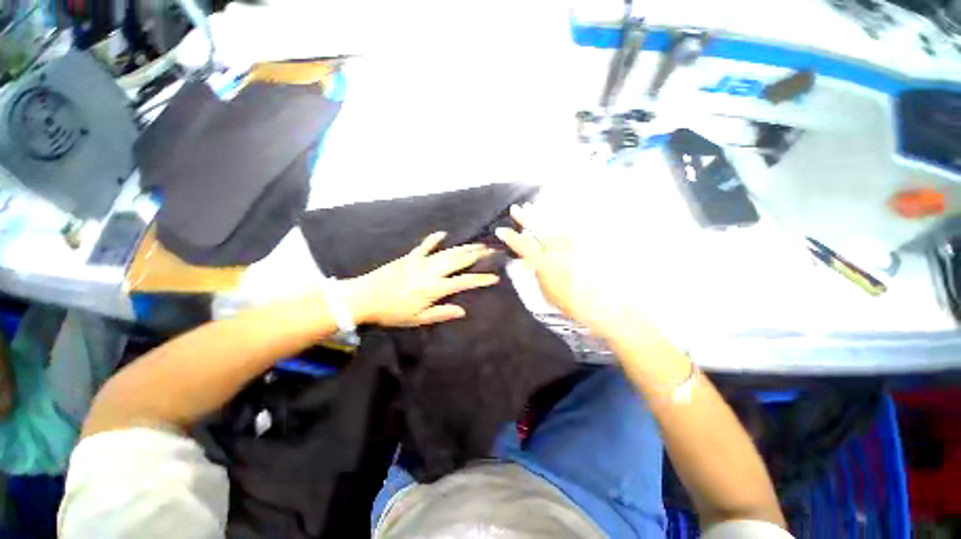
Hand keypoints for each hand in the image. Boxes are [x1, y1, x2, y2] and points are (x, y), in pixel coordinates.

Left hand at [344, 232, 499, 326]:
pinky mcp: (410, 257)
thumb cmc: (392, 312)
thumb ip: (441, 313)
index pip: (464, 281)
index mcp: (435, 288)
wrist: (364, 297)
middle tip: (492, 250)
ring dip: (465, 247)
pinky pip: (425, 245)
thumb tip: (463, 311)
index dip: (481, 279)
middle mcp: (432, 271)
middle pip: (460, 260)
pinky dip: (434, 239)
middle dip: (478, 255)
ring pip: (448, 251)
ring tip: (479, 243)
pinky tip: (443, 233)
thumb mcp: (417, 319)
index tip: (495, 277)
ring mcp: (421, 261)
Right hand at [495, 204, 631, 335]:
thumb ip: (538, 274)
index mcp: (543, 262)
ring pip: (552, 224)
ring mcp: (570, 243)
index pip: (522, 246)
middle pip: (536, 229)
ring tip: (532, 206)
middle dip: (524, 217)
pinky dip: (561, 218)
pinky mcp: (584, 242)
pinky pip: (570, 226)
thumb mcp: (547, 292)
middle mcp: (555, 248)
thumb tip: (531, 262)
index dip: (510, 237)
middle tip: (515, 208)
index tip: (500, 230)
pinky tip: (557, 212)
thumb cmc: (572, 302)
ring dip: (540, 214)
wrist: (604, 303)